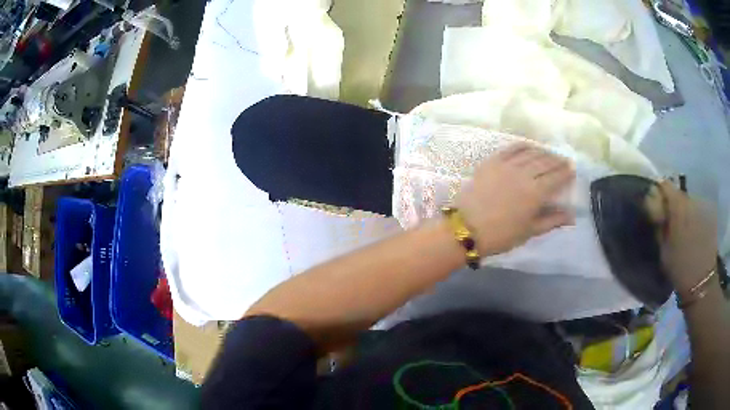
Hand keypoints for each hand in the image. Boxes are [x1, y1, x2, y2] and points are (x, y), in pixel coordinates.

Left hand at [457, 142, 574, 254]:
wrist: (466, 227)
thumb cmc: (501, 235)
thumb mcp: (530, 231)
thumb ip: (552, 220)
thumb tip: (572, 216)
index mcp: (536, 193)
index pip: (556, 177)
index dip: (566, 172)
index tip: (572, 169)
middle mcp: (524, 174)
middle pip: (545, 162)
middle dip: (557, 160)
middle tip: (564, 160)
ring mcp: (507, 165)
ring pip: (530, 153)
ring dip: (543, 152)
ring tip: (550, 154)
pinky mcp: (493, 161)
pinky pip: (512, 148)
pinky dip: (524, 146)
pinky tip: (529, 147)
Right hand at [657, 181, 717, 297]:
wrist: (701, 281)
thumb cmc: (680, 268)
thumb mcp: (664, 249)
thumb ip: (659, 224)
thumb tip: (652, 206)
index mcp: (679, 207)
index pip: (665, 185)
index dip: (658, 193)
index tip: (654, 206)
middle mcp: (691, 201)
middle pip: (678, 193)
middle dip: (671, 204)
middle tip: (667, 221)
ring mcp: (701, 207)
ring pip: (688, 202)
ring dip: (682, 211)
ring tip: (680, 229)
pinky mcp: (708, 215)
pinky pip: (696, 210)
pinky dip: (691, 217)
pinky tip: (690, 232)